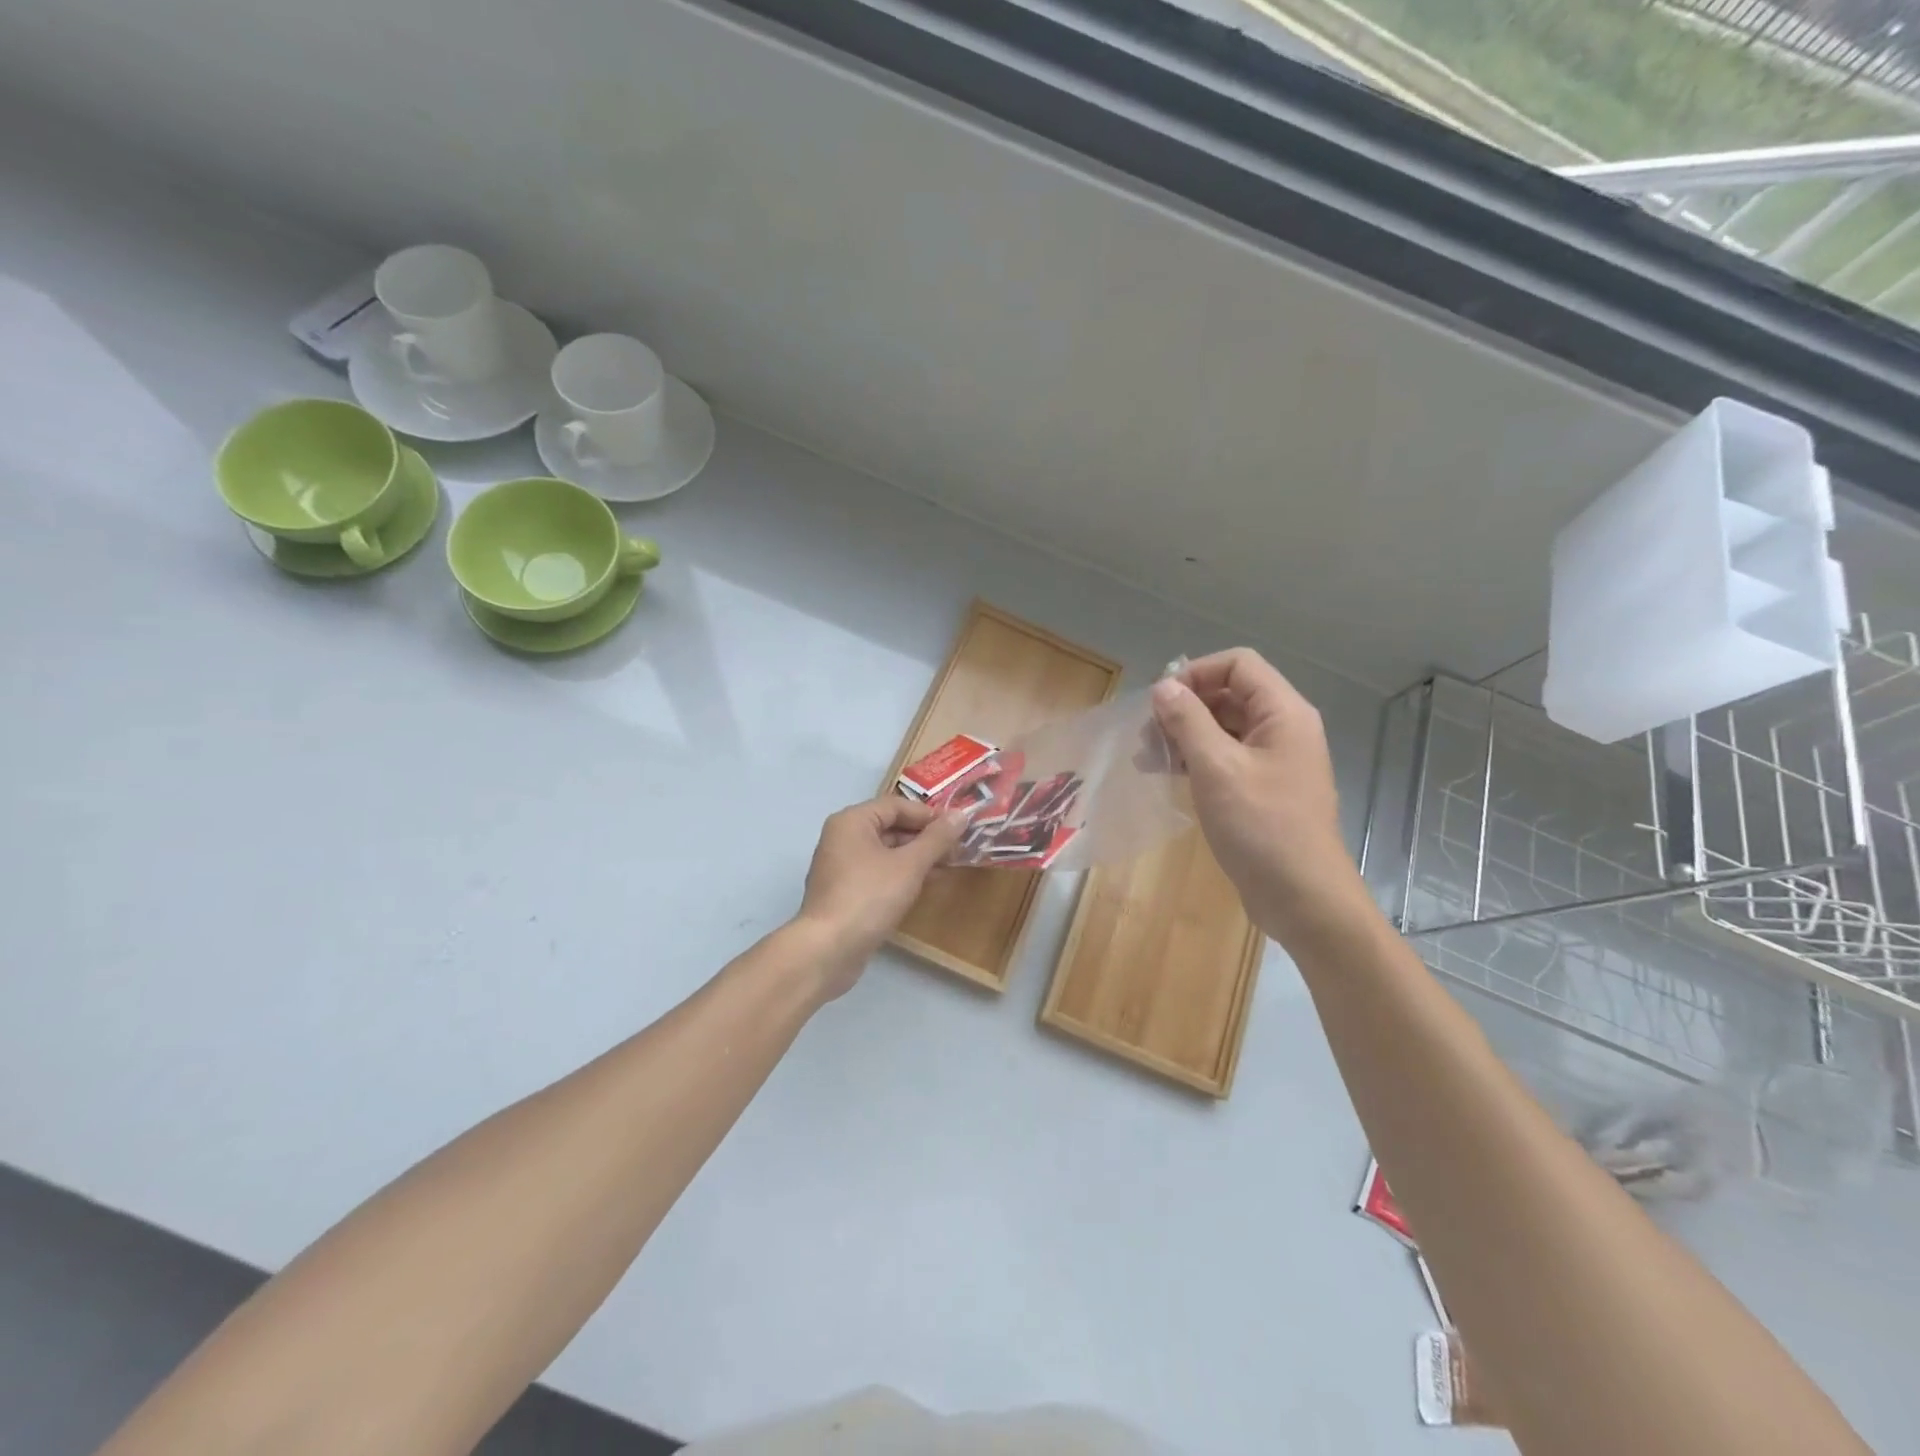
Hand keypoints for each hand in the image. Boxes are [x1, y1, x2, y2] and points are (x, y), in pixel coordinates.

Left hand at [795, 796, 969, 994]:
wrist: (828, 950)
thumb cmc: (870, 896)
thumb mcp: (910, 865)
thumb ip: (937, 839)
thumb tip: (961, 814)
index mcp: (852, 821)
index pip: (896, 805)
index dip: (928, 814)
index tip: (957, 828)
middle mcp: (842, 838)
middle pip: (889, 827)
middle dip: (924, 837)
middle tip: (957, 849)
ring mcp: (841, 866)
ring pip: (885, 852)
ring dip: (916, 857)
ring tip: (947, 866)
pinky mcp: (844, 892)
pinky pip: (878, 873)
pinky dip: (901, 875)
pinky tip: (924, 886)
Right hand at [1150, 649, 1364, 944]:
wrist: (1302, 898)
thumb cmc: (1261, 827)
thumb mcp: (1216, 768)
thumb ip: (1188, 720)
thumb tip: (1164, 686)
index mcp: (1283, 713)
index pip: (1238, 664)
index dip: (1196, 673)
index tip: (1160, 701)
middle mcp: (1284, 729)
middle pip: (1230, 694)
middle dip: (1185, 707)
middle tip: (1147, 735)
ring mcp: (1275, 761)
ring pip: (1224, 728)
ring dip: (1185, 735)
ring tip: (1148, 758)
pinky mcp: (1263, 789)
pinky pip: (1227, 758)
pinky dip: (1196, 760)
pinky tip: (1167, 776)